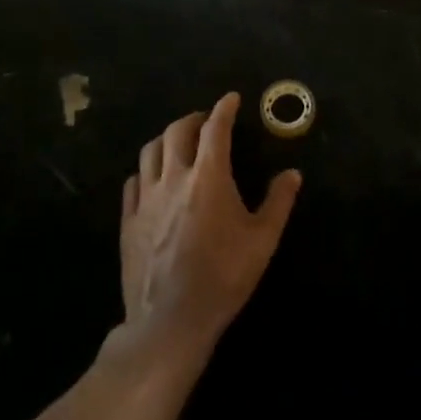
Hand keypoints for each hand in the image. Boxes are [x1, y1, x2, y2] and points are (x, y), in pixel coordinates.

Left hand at [117, 93, 300, 364]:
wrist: (170, 320)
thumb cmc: (223, 277)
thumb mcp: (263, 240)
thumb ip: (279, 202)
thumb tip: (292, 174)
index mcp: (208, 177)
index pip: (215, 128)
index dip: (224, 109)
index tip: (231, 99)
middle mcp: (173, 177)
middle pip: (177, 131)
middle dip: (194, 119)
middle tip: (206, 122)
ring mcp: (146, 198)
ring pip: (150, 150)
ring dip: (167, 138)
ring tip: (179, 143)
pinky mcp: (128, 220)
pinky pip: (134, 181)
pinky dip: (146, 170)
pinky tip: (154, 179)